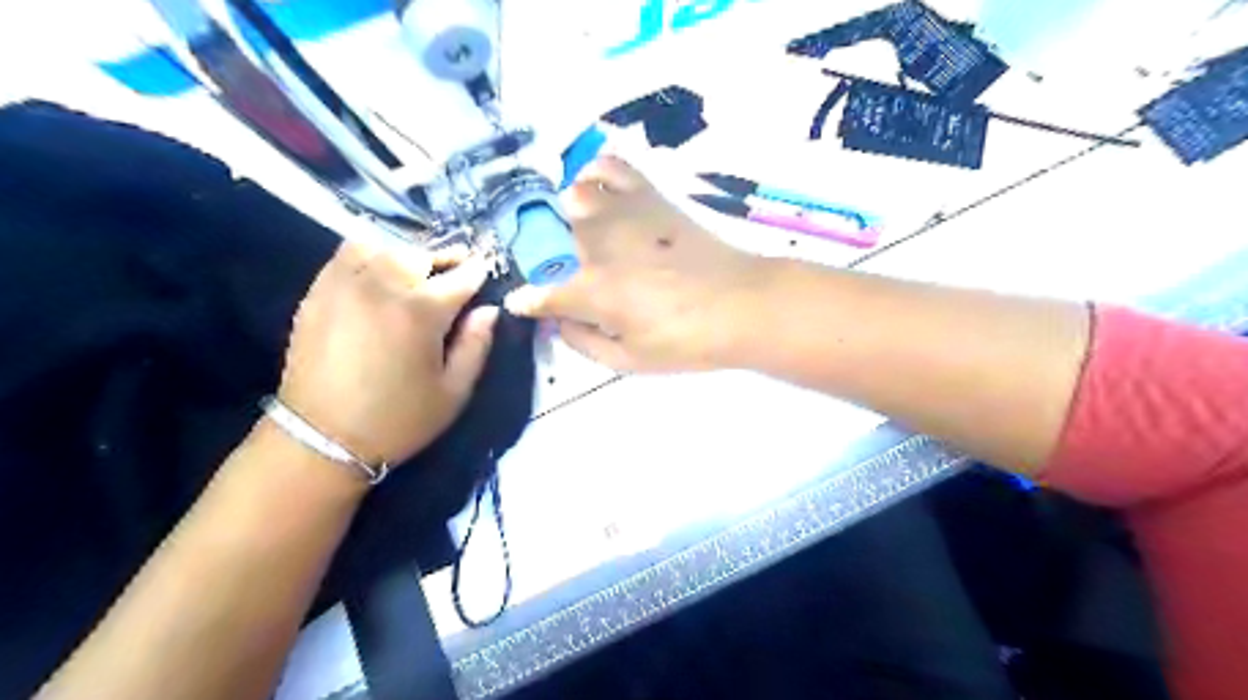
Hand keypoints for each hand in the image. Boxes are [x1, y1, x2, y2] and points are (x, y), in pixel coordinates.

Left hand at [276, 242, 497, 467]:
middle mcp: (384, 285)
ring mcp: (345, 284)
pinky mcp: (318, 292)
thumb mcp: (454, 392)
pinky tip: (378, 274)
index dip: (479, 272)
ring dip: (406, 255)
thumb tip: (489, 310)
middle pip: (421, 254)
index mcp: (422, 311)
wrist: (321, 439)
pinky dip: (369, 255)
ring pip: (383, 246)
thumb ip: (476, 345)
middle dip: (445, 259)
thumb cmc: (399, 419)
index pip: (462, 276)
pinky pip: (346, 254)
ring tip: (415, 273)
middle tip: (455, 273)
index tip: (486, 271)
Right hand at [502, 154, 761, 371]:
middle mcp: (596, 243)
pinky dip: (592, 174)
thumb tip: (557, 320)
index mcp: (591, 290)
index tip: (524, 304)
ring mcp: (622, 212)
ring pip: (569, 199)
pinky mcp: (648, 195)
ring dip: (561, 218)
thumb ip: (581, 342)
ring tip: (572, 236)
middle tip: (552, 273)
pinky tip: (594, 192)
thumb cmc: (686, 341)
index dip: (526, 301)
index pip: (538, 293)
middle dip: (537, 257)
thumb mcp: (628, 360)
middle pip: (544, 238)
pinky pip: (609, 167)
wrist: (741, 304)